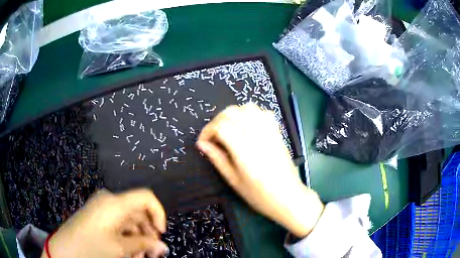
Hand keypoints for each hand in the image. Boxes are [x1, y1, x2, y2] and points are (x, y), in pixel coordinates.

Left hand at [42, 189, 167, 257]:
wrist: (65, 249)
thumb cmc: (92, 247)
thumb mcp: (120, 248)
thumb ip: (144, 245)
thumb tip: (163, 247)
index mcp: (115, 203)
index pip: (146, 197)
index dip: (158, 213)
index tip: (161, 233)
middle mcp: (109, 201)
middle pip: (138, 212)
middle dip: (148, 234)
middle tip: (153, 253)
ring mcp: (102, 208)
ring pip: (129, 222)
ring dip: (138, 240)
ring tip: (141, 257)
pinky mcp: (97, 216)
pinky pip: (118, 225)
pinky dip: (127, 238)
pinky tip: (129, 253)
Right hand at [197, 104, 323, 237]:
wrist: (288, 196)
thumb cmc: (259, 194)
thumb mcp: (233, 180)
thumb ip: (217, 158)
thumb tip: (201, 144)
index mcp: (243, 147)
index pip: (220, 126)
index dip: (207, 131)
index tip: (203, 142)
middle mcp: (256, 133)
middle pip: (231, 112)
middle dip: (217, 121)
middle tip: (214, 137)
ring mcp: (269, 130)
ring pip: (247, 108)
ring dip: (233, 115)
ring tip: (229, 130)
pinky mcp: (277, 131)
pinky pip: (263, 112)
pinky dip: (251, 114)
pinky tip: (248, 127)